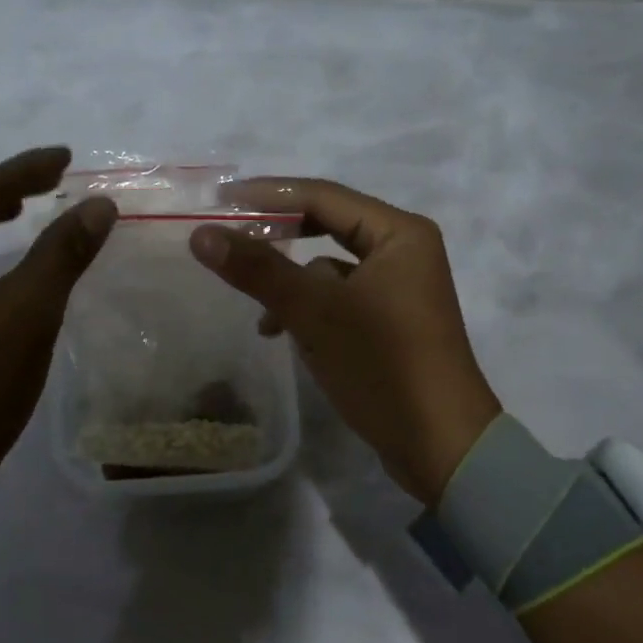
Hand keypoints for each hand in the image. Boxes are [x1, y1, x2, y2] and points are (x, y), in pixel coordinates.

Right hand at [188, 179, 500, 504]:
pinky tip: (284, 333)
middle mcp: (404, 250)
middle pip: (327, 226)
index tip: (220, 199)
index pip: (323, 196)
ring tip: (257, 308)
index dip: (268, 195)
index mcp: (399, 233)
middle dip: (279, 236)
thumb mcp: (314, 313)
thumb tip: (201, 234)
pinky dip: (310, 308)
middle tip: (229, 234)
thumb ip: (258, 269)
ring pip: (330, 267)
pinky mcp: (391, 322)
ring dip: (292, 282)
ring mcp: (399, 288)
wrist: (442, 447)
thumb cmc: (383, 366)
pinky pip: (339, 298)